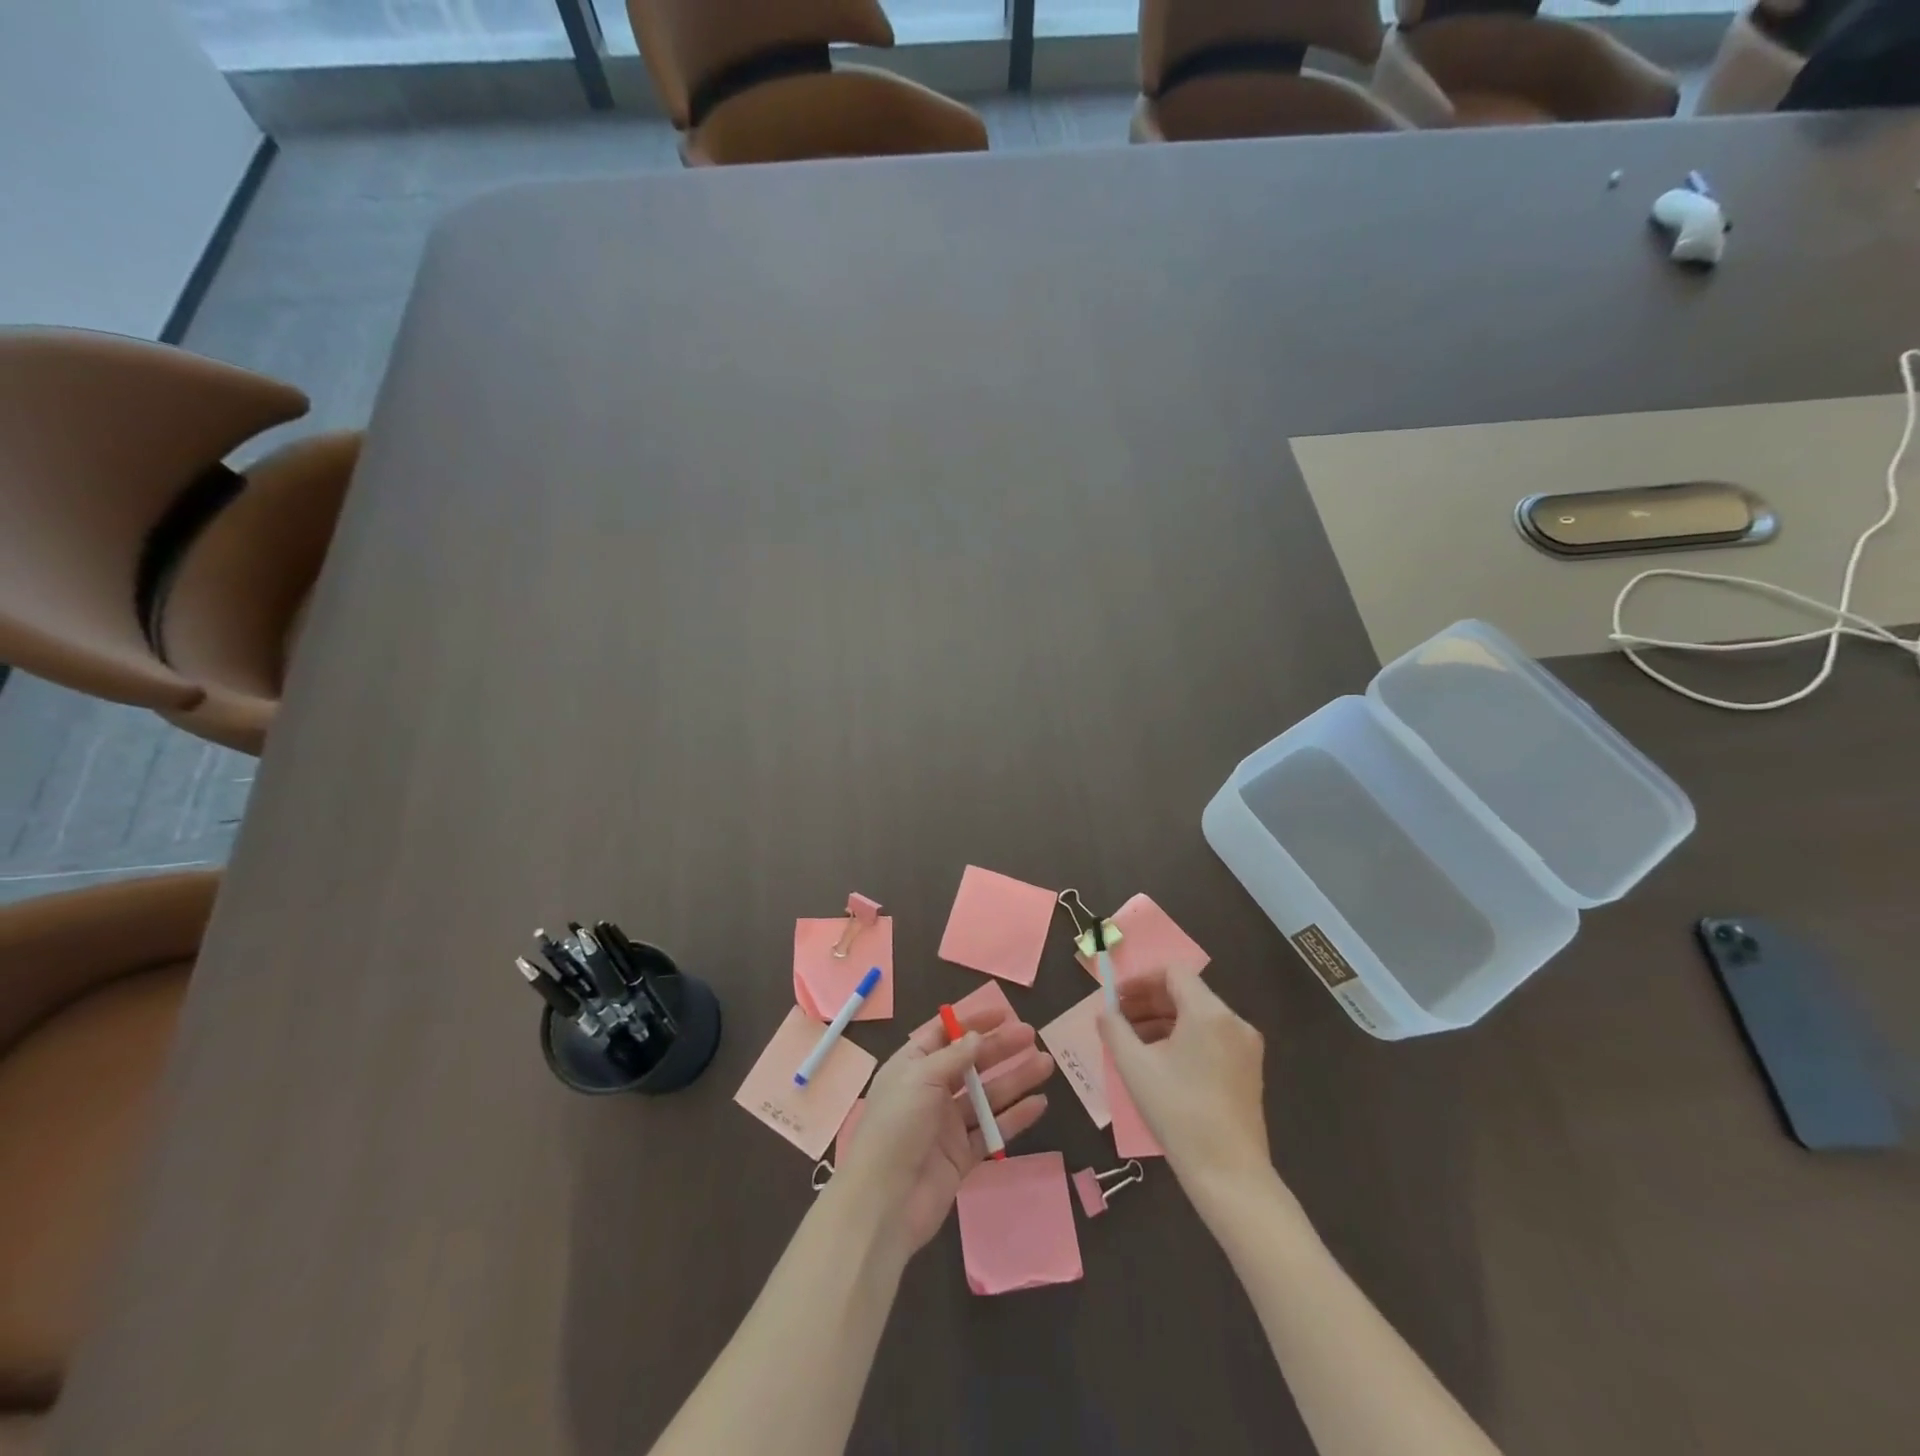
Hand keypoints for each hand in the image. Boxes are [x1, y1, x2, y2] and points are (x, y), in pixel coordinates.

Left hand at [835, 1000, 1053, 1254]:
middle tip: (1032, 1036)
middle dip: (1001, 1048)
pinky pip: (993, 1131)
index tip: (1004, 1014)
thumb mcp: (921, 1077)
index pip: (945, 1035)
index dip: (973, 1023)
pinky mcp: (962, 1156)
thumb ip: (953, 1057)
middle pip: (971, 1064)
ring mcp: (947, 1125)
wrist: (885, 1200)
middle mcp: (930, 1091)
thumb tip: (977, 1036)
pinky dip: (1015, 1117)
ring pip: (987, 1095)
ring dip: (1015, 1079)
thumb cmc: (897, 1125)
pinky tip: (1039, 1104)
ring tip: (1046, 1064)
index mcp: (912, 1067)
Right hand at [1099, 969, 1271, 1196]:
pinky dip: (1184, 1038)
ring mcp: (1246, 1046)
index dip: (1141, 980)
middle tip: (1119, 1018)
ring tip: (1133, 1042)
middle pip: (1187, 993)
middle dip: (1149, 1001)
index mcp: (1209, 1013)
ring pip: (1199, 1016)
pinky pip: (1212, 1037)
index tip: (1117, 998)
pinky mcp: (1249, 1070)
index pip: (1174, 973)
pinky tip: (1161, 1061)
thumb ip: (1115, 1029)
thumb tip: (1105, 1011)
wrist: (1229, 1174)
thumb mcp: (1135, 1067)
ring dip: (1164, 1020)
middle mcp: (1234, 1021)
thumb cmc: (1178, 1112)